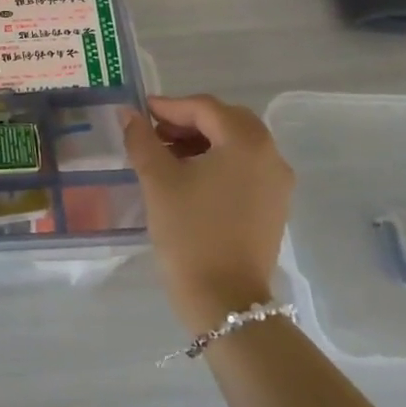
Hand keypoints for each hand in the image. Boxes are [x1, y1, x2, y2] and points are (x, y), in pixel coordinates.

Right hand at [123, 95, 294, 331]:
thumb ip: (141, 139)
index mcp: (246, 142)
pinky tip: (190, 178)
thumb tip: (128, 113)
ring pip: (236, 144)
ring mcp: (277, 183)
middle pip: (226, 121)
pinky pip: (245, 167)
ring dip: (202, 141)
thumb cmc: (189, 232)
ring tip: (166, 156)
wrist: (224, 300)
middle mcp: (270, 155)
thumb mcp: (157, 179)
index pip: (204, 107)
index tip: (139, 114)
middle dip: (188, 121)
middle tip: (154, 133)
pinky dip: (218, 161)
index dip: (168, 106)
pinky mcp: (274, 206)